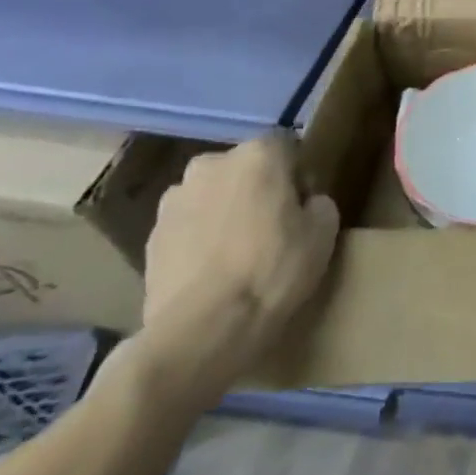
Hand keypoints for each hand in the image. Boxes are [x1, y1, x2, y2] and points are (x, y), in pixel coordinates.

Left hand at [134, 133, 338, 399]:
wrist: (203, 328)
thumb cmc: (274, 268)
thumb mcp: (325, 230)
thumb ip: (318, 202)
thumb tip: (303, 204)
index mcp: (259, 154)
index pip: (287, 146)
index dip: (299, 174)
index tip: (303, 206)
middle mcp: (211, 165)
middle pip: (244, 168)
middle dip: (256, 188)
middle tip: (272, 226)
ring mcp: (173, 201)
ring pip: (212, 196)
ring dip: (224, 211)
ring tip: (237, 251)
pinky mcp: (150, 238)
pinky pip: (187, 227)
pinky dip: (200, 239)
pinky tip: (213, 271)